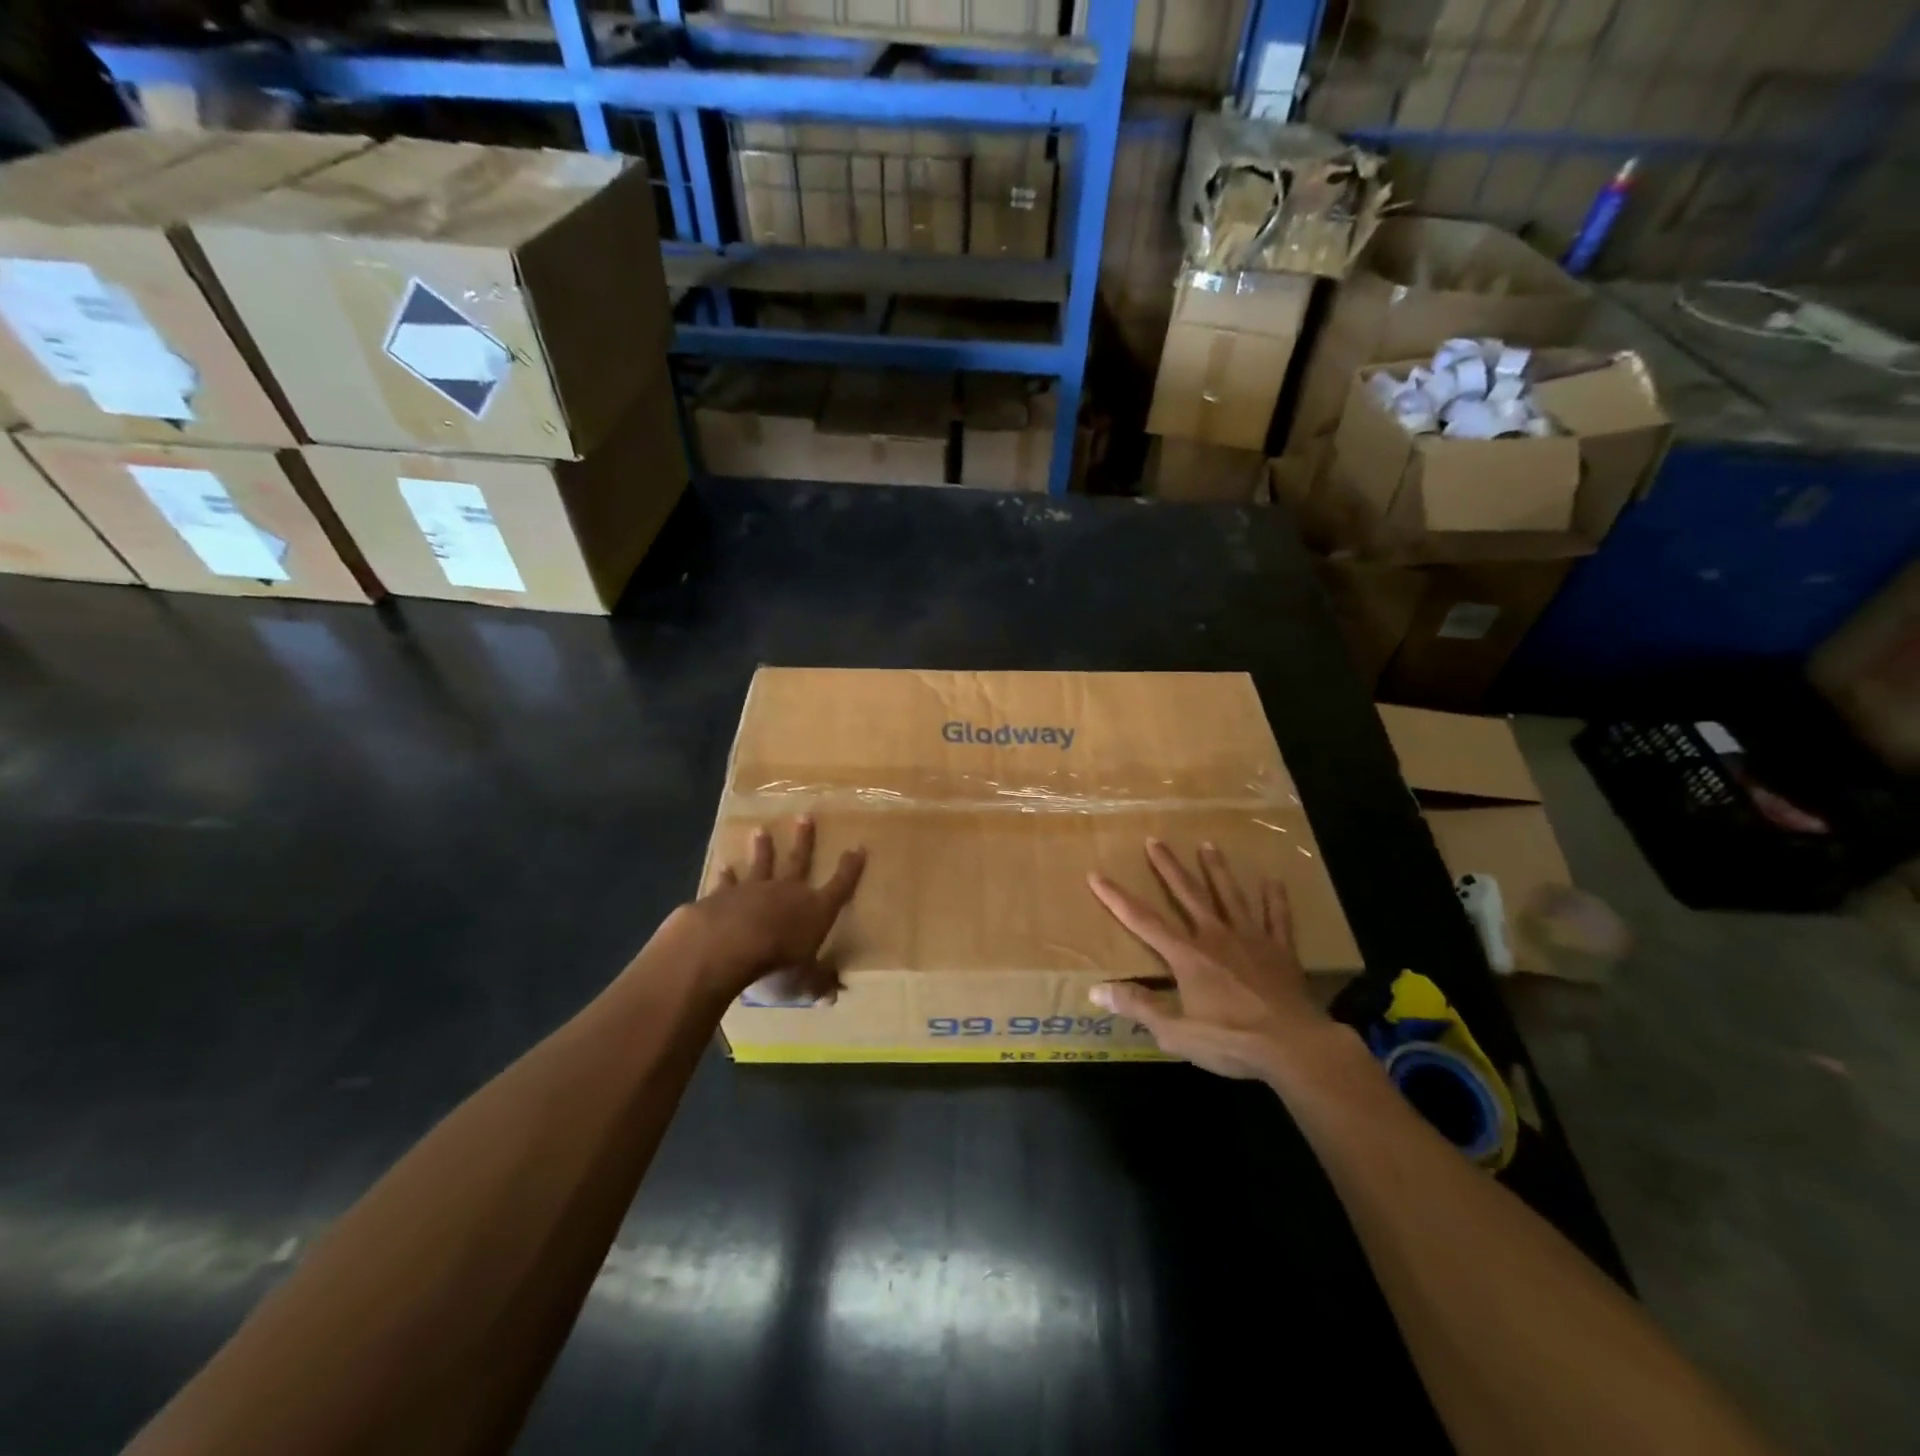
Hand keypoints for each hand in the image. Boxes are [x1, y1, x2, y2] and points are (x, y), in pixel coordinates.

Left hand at [656, 817, 865, 1003]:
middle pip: (799, 860)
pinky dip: (726, 875)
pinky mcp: (723, 895)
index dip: (850, 868)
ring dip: (762, 848)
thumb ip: (816, 983)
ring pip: (762, 863)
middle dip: (804, 840)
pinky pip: (727, 882)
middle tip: (805, 816)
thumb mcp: (802, 981)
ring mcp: (754, 889)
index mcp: (815, 910)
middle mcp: (788, 891)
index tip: (858, 847)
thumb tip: (833, 995)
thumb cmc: (775, 963)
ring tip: (760, 830)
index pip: (840, 885)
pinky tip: (724, 866)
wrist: (726, 945)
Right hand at [1088, 839, 1341, 1081]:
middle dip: (1168, 867)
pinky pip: (1277, 918)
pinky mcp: (1281, 950)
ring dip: (1217, 869)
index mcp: (1187, 956)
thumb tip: (1096, 990)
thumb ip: (1138, 1007)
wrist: (1295, 1046)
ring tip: (1208, 844)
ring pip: (1230, 896)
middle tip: (1155, 840)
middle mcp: (1215, 937)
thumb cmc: (1231, 1040)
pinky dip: (1274, 899)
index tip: (1097, 874)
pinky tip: (1273, 881)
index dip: (1117, 898)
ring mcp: (1251, 939)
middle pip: (1188, 894)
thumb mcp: (1176, 1033)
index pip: (1144, 921)